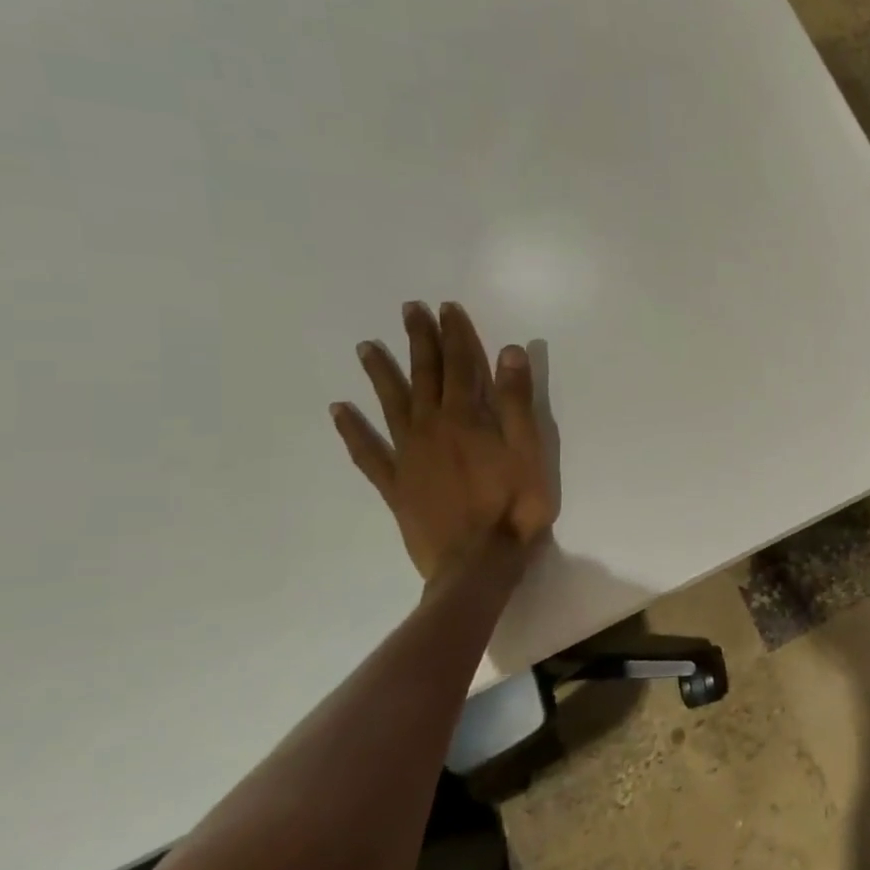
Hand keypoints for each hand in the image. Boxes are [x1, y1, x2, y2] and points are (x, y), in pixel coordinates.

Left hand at [332, 301, 558, 580]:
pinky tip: (339, 411)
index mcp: (466, 418)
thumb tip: (510, 351)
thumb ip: (516, 401)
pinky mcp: (395, 485)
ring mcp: (408, 456)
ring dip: (381, 374)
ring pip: (391, 405)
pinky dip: (353, 430)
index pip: (461, 365)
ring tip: (368, 347)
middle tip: (409, 311)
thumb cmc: (514, 505)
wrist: (478, 562)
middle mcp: (431, 428)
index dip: (455, 335)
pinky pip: (368, 452)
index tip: (446, 308)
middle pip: (425, 377)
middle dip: (419, 342)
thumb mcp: (529, 449)